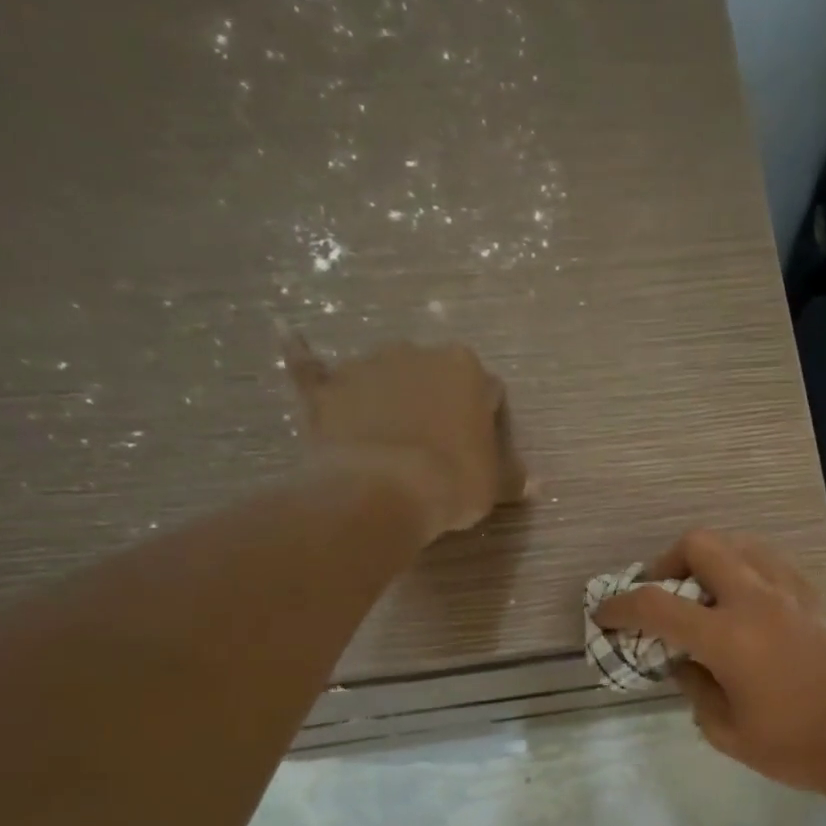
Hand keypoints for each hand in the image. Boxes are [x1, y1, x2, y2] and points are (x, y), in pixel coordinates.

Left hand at [283, 333, 526, 537]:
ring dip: (386, 392)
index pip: (485, 391)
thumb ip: (513, 477)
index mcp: (466, 369)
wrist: (383, 490)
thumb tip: (536, 482)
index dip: (483, 420)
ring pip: (383, 374)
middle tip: (435, 444)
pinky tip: (288, 336)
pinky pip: (311, 365)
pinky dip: (301, 354)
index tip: (478, 447)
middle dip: (435, 400)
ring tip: (384, 432)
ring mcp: (367, 365)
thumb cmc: (453, 481)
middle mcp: (418, 353)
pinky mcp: (326, 386)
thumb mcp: (495, 485)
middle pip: (432, 375)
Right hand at [594, 530, 825, 798]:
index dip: (620, 606)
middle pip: (699, 544)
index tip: (604, 613)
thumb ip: (695, 690)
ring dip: (708, 557)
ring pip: (738, 542)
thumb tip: (683, 663)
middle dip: (666, 562)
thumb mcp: (728, 732)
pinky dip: (743, 566)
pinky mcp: (812, 596)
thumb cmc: (798, 746)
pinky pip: (768, 559)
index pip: (656, 603)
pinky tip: (742, 599)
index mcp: (728, 635)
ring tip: (700, 592)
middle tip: (661, 593)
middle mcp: (755, 598)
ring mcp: (789, 591)